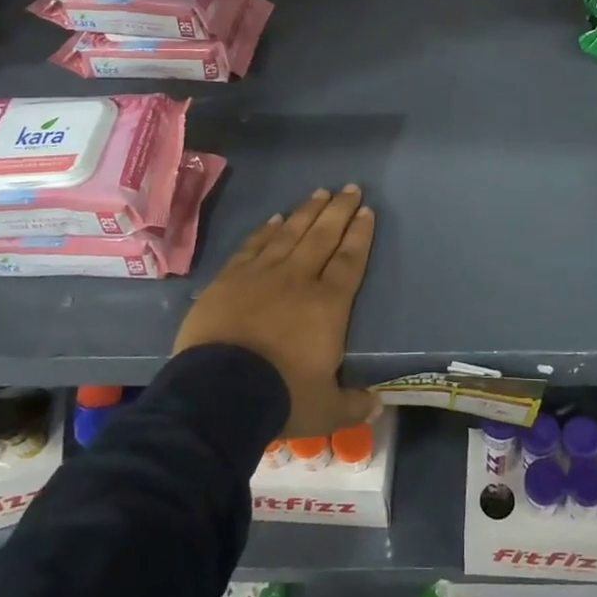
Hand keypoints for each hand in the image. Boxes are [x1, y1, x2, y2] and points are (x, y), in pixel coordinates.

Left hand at [172, 185, 376, 437]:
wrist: (219, 393)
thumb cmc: (281, 396)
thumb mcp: (325, 409)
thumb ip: (353, 404)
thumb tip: (378, 405)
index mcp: (329, 304)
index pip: (350, 260)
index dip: (360, 234)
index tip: (366, 211)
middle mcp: (299, 279)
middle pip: (323, 236)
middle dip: (339, 210)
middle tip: (350, 187)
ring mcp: (262, 274)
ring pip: (290, 233)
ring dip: (307, 211)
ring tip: (319, 192)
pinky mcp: (230, 279)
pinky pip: (253, 246)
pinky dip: (266, 230)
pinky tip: (275, 218)